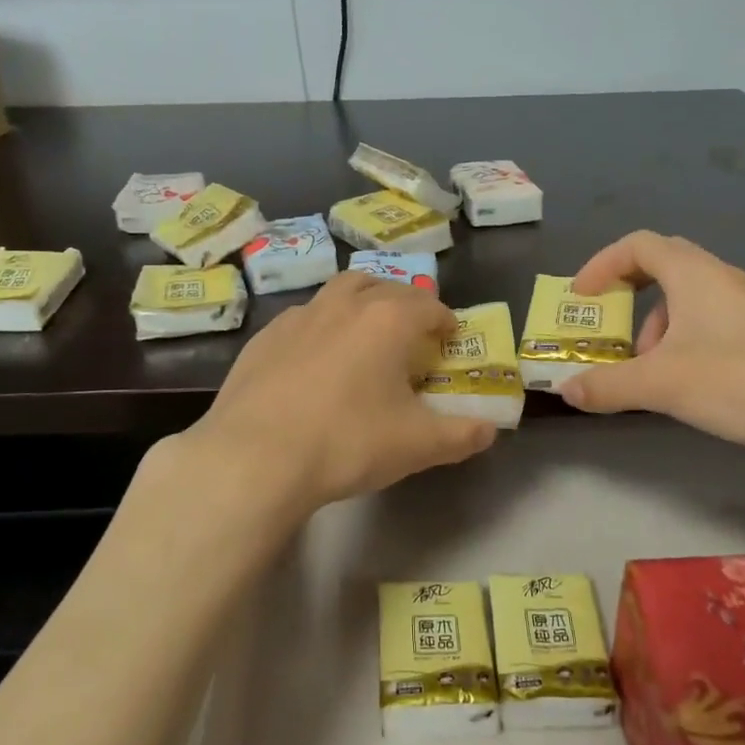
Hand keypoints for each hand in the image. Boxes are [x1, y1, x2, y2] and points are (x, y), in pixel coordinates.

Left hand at [182, 272, 496, 518]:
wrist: (255, 457)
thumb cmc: (348, 442)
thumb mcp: (417, 445)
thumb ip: (461, 435)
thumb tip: (489, 431)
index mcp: (388, 320)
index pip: (428, 306)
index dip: (444, 321)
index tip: (449, 339)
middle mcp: (344, 305)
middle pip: (382, 287)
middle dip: (402, 303)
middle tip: (409, 332)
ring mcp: (299, 317)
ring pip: (338, 293)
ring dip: (359, 304)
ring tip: (364, 334)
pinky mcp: (263, 338)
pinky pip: (303, 319)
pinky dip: (320, 328)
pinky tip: (314, 360)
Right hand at [559, 232, 744, 454]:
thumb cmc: (740, 381)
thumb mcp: (661, 384)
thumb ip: (608, 385)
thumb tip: (566, 389)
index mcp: (693, 274)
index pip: (637, 246)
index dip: (602, 265)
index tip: (581, 298)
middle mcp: (720, 277)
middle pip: (661, 266)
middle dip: (626, 296)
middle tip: (608, 327)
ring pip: (685, 299)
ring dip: (654, 327)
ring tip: (647, 371)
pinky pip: (707, 321)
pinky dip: (681, 341)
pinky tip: (685, 382)